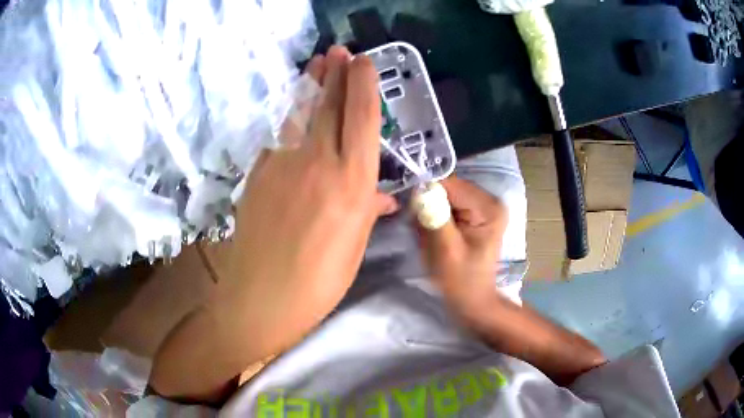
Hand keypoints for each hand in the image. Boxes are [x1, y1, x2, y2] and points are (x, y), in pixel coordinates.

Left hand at [223, 46, 394, 319]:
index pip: (361, 120)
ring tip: (317, 63)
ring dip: (311, 85)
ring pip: (300, 114)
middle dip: (336, 73)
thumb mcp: (354, 248)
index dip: (363, 86)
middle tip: (339, 50)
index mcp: (350, 184)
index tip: (364, 63)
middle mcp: (317, 164)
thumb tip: (380, 196)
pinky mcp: (258, 173)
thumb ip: (366, 210)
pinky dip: (291, 119)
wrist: (259, 298)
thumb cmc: (318, 283)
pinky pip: (279, 137)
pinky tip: (294, 111)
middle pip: (329, 106)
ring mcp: (282, 164)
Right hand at [418, 176, 508, 311]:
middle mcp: (490, 201)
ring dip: (433, 212)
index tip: (413, 211)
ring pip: (447, 197)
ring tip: (430, 234)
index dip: (427, 193)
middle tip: (421, 228)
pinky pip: (450, 206)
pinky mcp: (476, 214)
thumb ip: (434, 215)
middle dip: (430, 204)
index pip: (451, 184)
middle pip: (450, 188)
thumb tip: (419, 187)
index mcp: (488, 207)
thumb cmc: (460, 280)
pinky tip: (437, 234)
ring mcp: (484, 207)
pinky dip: (438, 217)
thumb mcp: (445, 248)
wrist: (473, 300)